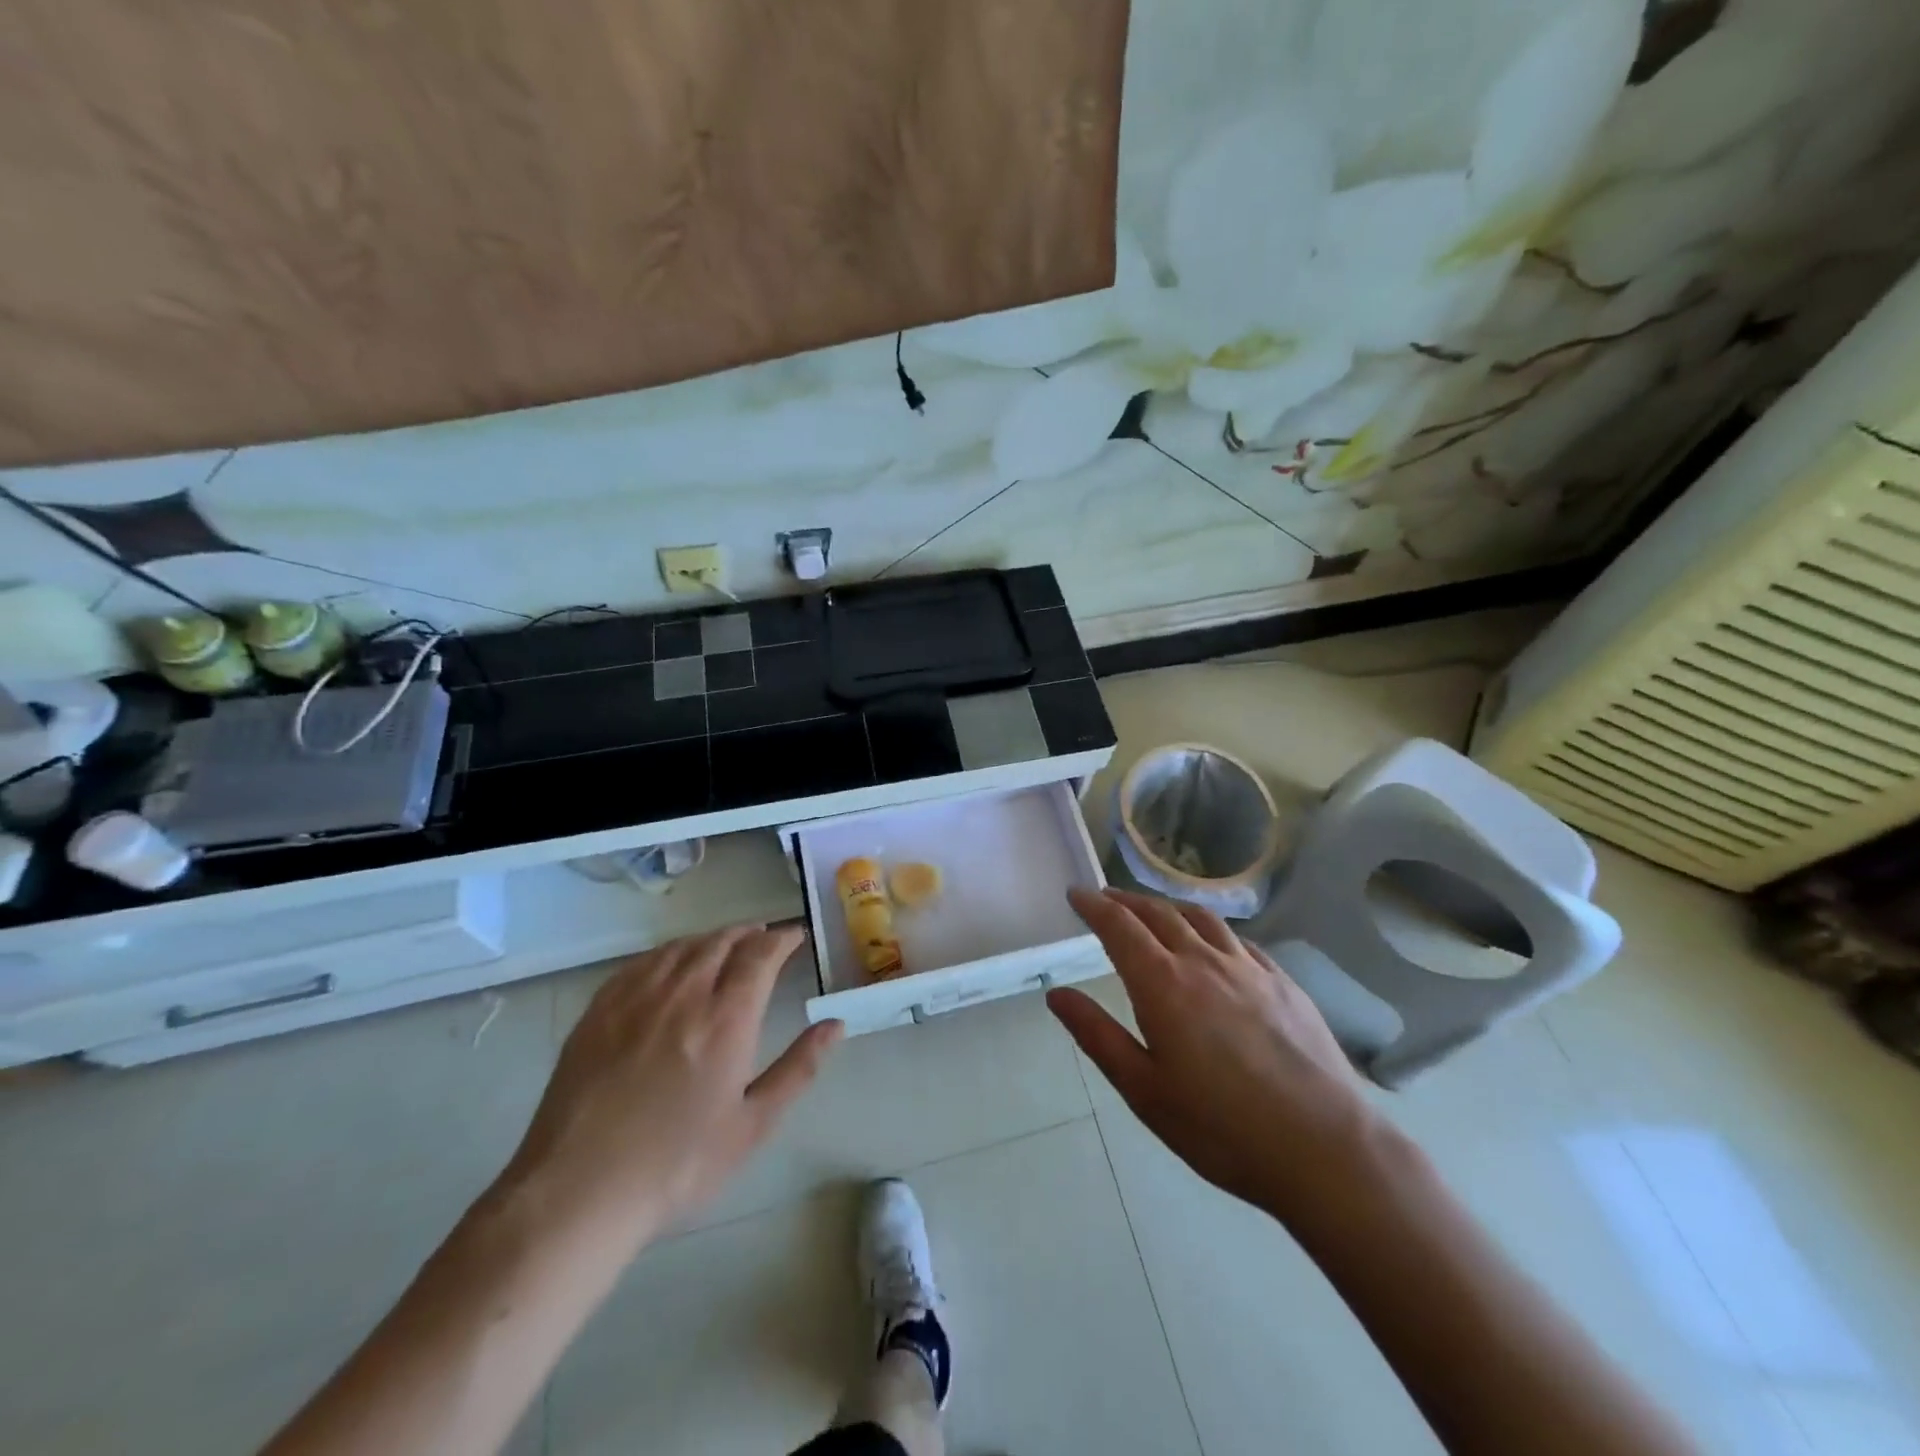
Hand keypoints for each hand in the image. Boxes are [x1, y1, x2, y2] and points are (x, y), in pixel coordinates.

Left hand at [501, 924, 842, 1248]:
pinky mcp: (599, 1010)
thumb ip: (798, 1068)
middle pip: (721, 942)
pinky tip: (670, 963)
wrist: (579, 1191)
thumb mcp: (752, 1125)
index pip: (761, 955)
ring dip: (711, 938)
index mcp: (726, 1019)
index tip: (795, 936)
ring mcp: (636, 998)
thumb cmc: (677, 1165)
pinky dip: (668, 952)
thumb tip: (835, 1024)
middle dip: (749, 934)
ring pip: (682, 946)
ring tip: (724, 944)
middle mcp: (684, 994)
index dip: (782, 939)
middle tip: (764, 938)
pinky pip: (641, 962)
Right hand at [1049, 887, 1380, 1221]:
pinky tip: (1214, 943)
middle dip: (1126, 901)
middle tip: (1106, 898)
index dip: (1094, 906)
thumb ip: (1097, 1035)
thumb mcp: (1143, 1090)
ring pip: (1200, 918)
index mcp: (1163, 984)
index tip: (1076, 894)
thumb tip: (1057, 994)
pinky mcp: (1284, 982)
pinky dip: (1212, 928)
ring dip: (1168, 907)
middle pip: (1158, 913)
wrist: (1324, 1147)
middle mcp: (1203, 961)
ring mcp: (1249, 968)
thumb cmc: (1221, 1128)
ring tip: (1154, 911)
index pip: (1119, 927)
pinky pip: (1239, 939)